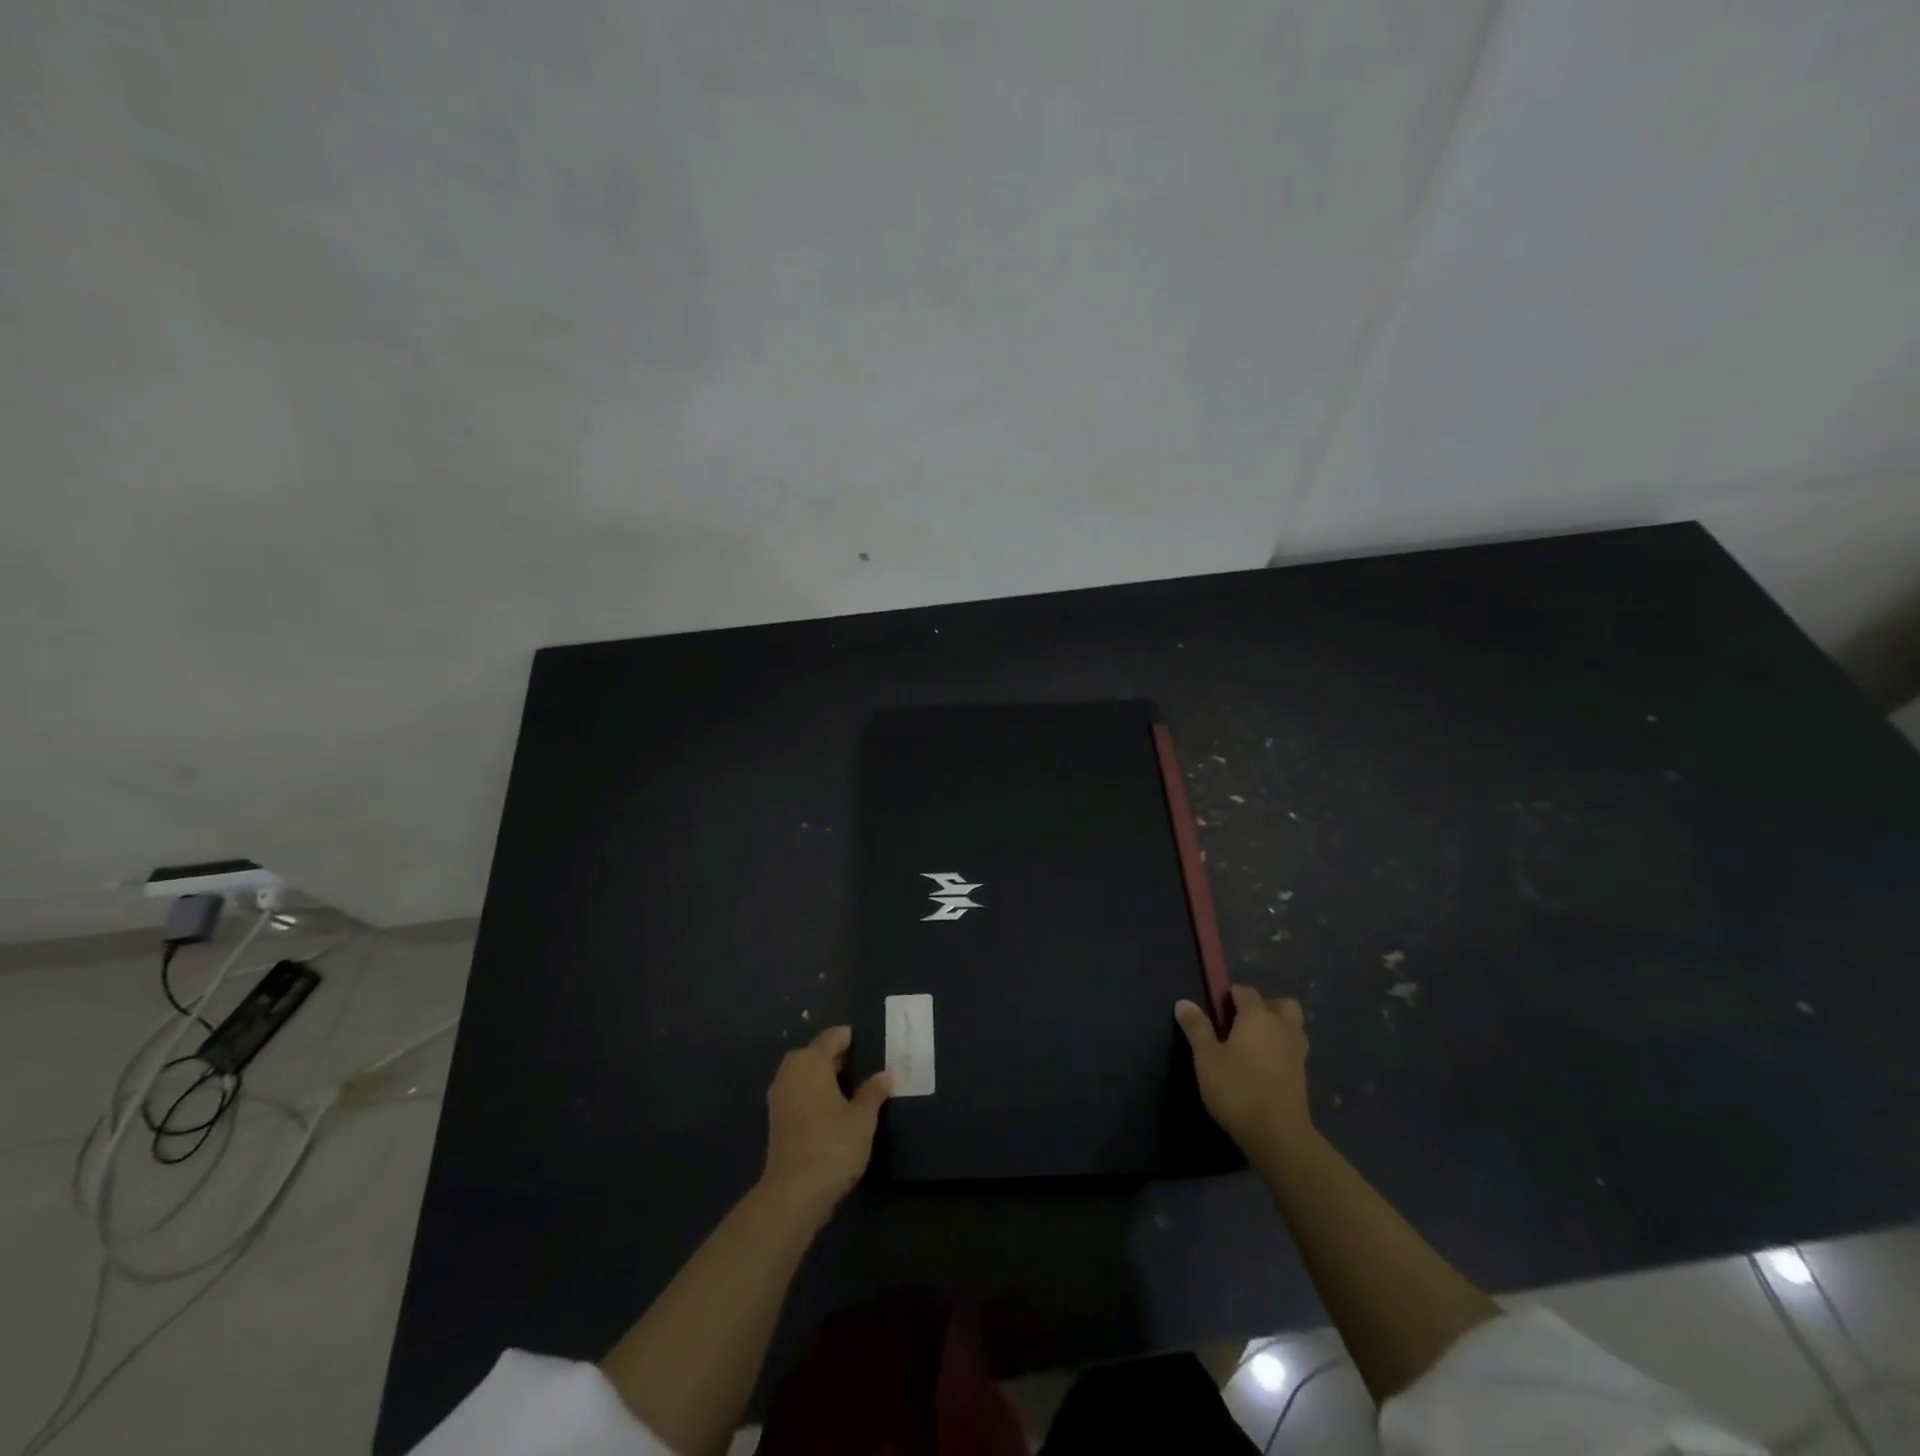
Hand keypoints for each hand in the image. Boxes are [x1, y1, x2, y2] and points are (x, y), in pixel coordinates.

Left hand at [760, 1025, 891, 1223]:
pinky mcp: (776, 1121)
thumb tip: (884, 1075)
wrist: (795, 1192)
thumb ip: (873, 1092)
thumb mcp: (862, 1117)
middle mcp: (790, 1072)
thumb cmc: (833, 1144)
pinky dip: (814, 1094)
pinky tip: (833, 1109)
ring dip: (823, 1077)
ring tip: (851, 1087)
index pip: (832, 1037)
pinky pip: (799, 1094)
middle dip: (836, 1057)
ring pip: (804, 1075)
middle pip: (814, 1054)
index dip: (849, 1037)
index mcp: (810, 1061)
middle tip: (862, 1065)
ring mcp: (779, 1097)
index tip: (867, 1041)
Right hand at [1175, 987, 1311, 1158]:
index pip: (1246, 992)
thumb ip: (1197, 1028)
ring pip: (1292, 1027)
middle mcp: (1282, 1028)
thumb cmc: (1237, 1089)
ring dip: (1277, 1027)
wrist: (1278, 1136)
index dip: (1231, 996)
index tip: (1216, 1011)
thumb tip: (1184, 1002)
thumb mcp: (1206, 1058)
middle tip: (1242, 1023)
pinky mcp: (1303, 1076)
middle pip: (1281, 1004)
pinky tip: (1263, 1066)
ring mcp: (1297, 1052)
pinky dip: (1281, 1049)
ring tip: (1254, 1044)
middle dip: (1264, 1006)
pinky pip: (1293, 1049)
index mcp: (1257, 1017)